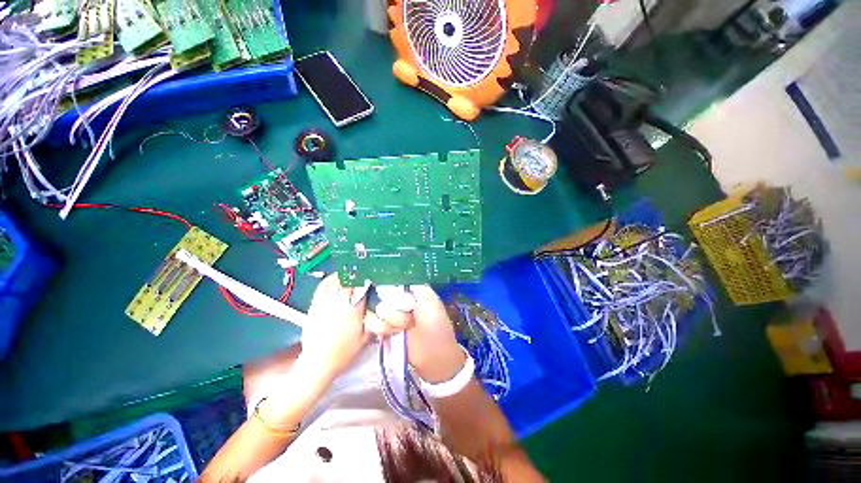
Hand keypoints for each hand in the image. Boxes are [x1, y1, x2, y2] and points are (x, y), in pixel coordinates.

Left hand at [297, 274, 371, 386]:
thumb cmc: (343, 352)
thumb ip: (372, 322)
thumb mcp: (365, 338)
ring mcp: (324, 303)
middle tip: (361, 276)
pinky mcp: (314, 306)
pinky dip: (328, 280)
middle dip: (356, 277)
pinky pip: (321, 288)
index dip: (367, 281)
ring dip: (343, 276)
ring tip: (349, 274)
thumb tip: (378, 310)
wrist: (318, 363)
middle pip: (348, 282)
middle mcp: (338, 303)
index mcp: (352, 309)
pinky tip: (333, 279)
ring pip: (335, 282)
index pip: (361, 288)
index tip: (371, 278)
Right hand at [365, 285, 466, 383]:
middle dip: (393, 309)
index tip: (393, 297)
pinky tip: (394, 334)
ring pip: (375, 308)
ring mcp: (390, 313)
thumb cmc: (437, 328)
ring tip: (403, 328)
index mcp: (412, 289)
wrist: (434, 358)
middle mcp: (399, 298)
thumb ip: (417, 288)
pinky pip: (372, 322)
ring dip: (388, 321)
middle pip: (381, 294)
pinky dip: (381, 328)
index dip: (389, 285)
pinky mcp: (383, 327)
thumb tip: (399, 277)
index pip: (393, 278)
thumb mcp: (432, 304)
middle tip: (408, 320)